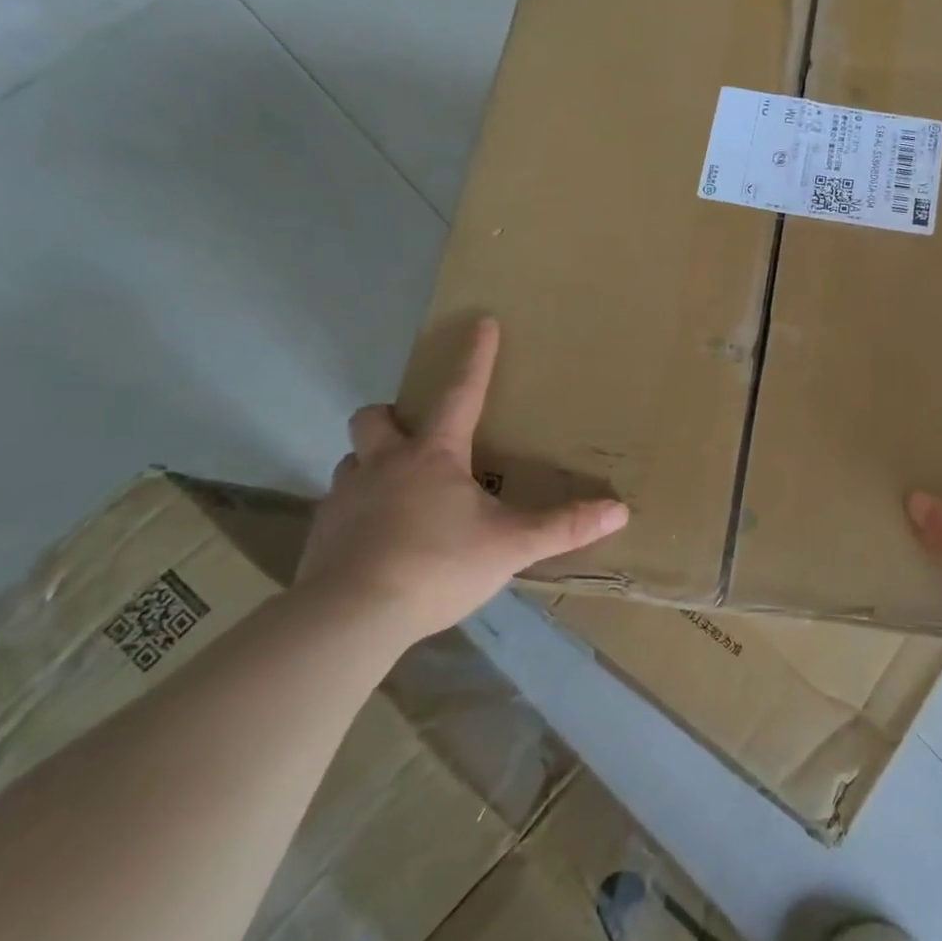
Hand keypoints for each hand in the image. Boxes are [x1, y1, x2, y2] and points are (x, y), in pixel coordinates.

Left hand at [297, 318, 628, 645]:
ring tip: (399, 491)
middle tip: (416, 435)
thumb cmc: (437, 565)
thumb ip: (564, 527)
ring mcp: (345, 499)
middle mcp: (384, 465)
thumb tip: (619, 510)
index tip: (480, 322)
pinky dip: (359, 510)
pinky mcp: (322, 535)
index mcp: (433, 456)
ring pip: (353, 461)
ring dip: (374, 464)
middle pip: (375, 417)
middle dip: (393, 415)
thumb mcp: (511, 546)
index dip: (475, 357)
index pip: (460, 393)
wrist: (349, 618)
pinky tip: (377, 539)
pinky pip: (339, 506)